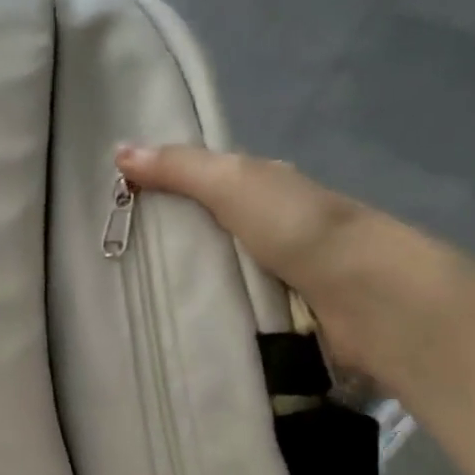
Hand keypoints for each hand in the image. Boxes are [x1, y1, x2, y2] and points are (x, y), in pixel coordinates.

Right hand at [114, 144, 473, 384]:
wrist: (365, 297)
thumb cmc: (298, 228)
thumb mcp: (233, 183)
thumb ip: (180, 169)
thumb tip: (118, 150)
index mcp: (263, 187)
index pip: (202, 181)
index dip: (161, 186)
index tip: (114, 205)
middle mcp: (269, 227)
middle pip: (205, 229)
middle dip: (166, 241)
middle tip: (109, 259)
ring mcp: (274, 274)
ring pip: (214, 273)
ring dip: (182, 284)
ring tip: (125, 298)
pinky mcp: (276, 317)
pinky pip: (227, 310)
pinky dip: (203, 314)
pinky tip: (166, 324)